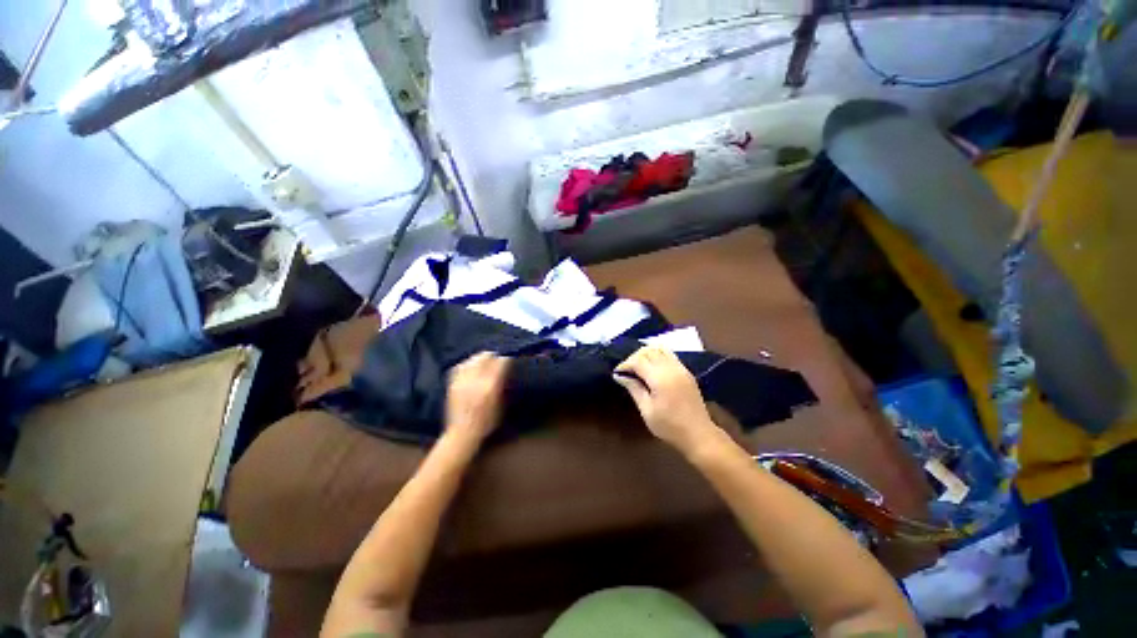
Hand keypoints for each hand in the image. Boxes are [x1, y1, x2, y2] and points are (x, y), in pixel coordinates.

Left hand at [445, 352, 510, 444]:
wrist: (462, 433)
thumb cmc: (487, 422)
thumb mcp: (501, 405)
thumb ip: (502, 386)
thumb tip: (505, 372)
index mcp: (490, 385)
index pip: (500, 362)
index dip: (505, 360)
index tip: (508, 361)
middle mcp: (475, 379)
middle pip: (484, 356)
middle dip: (492, 356)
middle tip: (496, 360)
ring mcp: (462, 380)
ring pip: (471, 359)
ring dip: (479, 358)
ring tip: (483, 362)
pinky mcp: (452, 384)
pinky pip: (459, 366)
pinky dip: (466, 364)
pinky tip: (469, 367)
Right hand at [613, 347, 719, 454]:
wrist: (699, 434)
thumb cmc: (669, 426)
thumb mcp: (647, 410)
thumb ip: (634, 388)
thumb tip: (619, 376)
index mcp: (660, 377)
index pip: (638, 360)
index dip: (625, 364)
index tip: (617, 373)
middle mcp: (671, 367)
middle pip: (648, 351)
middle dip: (634, 357)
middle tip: (626, 370)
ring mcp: (681, 368)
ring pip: (659, 348)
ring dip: (646, 353)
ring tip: (638, 367)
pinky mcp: (686, 371)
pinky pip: (669, 354)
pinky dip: (657, 355)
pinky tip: (652, 368)